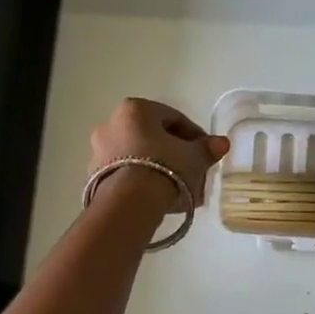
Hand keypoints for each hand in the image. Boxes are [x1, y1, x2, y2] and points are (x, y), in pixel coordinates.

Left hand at [88, 99, 229, 213]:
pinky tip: (160, 199)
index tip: (206, 153)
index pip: (174, 118)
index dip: (195, 136)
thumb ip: (207, 148)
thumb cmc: (164, 168)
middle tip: (193, 171)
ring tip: (179, 190)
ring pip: (139, 157)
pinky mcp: (93, 177)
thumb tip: (221, 143)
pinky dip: (143, 182)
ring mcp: (99, 151)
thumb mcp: (194, 157)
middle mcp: (111, 124)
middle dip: (175, 153)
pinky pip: (126, 174)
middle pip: (153, 137)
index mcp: (135, 109)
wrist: (128, 204)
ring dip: (159, 169)